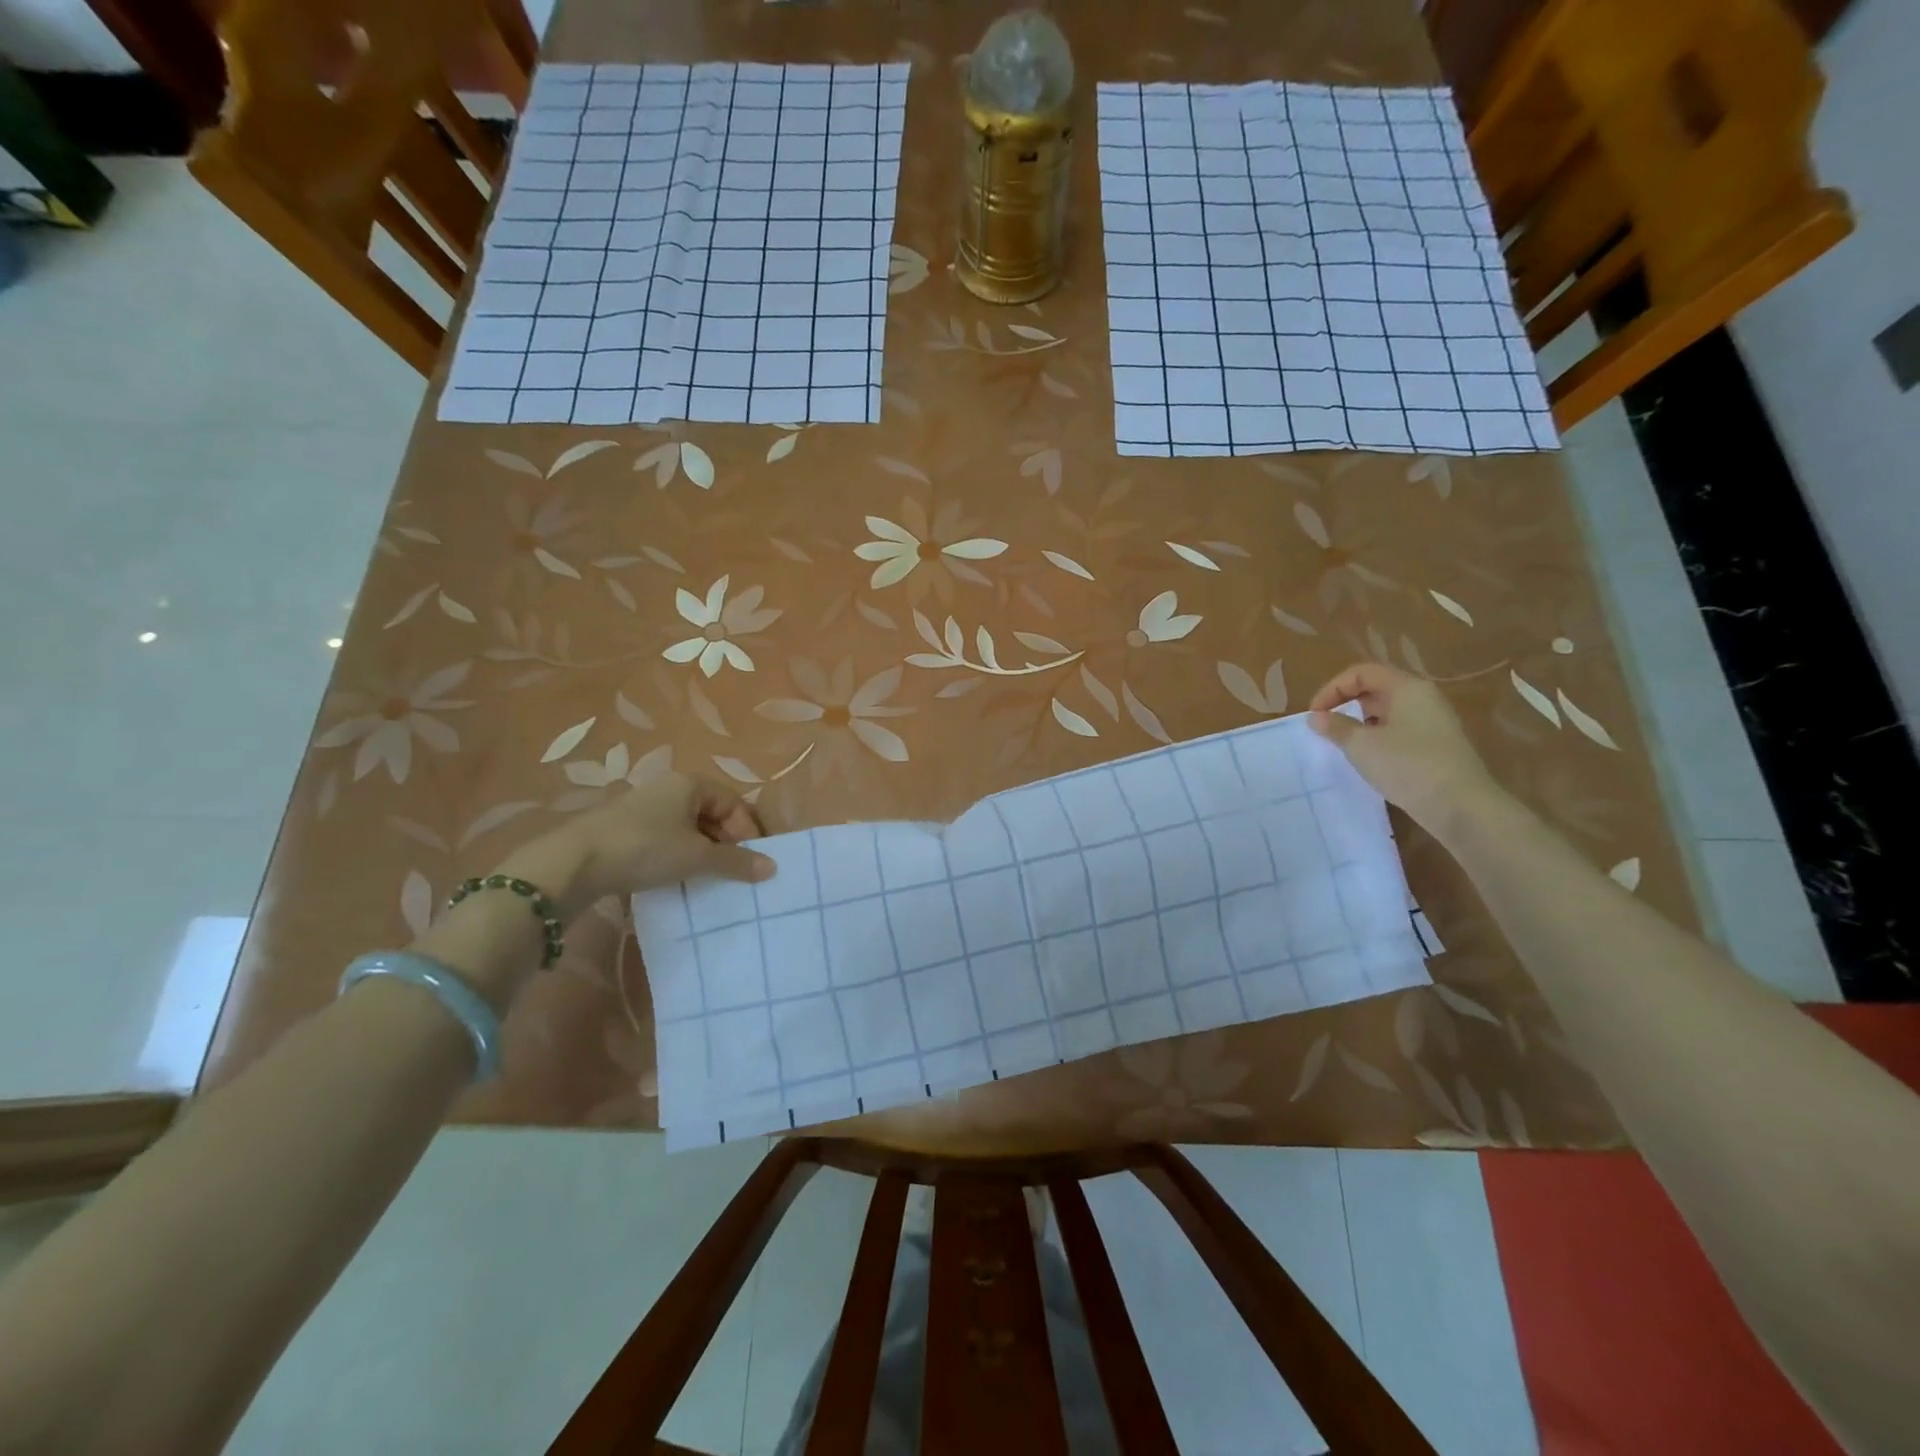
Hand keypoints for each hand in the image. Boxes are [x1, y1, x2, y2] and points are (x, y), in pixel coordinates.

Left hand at [497, 774, 775, 920]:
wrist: (573, 862)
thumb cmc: (644, 848)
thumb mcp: (696, 857)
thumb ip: (736, 862)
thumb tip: (772, 868)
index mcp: (690, 784)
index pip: (734, 803)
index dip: (748, 831)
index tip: (753, 861)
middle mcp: (668, 788)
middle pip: (712, 814)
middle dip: (727, 843)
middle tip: (734, 872)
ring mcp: (644, 808)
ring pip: (689, 828)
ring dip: (703, 852)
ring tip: (708, 879)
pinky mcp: (625, 829)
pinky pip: (666, 839)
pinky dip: (679, 856)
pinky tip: (677, 878)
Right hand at [1307, 663, 1502, 837]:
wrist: (1461, 807)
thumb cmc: (1408, 766)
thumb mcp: (1362, 746)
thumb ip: (1336, 727)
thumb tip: (1316, 717)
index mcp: (1407, 688)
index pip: (1361, 673)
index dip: (1333, 689)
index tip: (1315, 715)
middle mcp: (1423, 698)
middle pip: (1375, 689)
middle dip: (1345, 705)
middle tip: (1325, 729)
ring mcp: (1433, 722)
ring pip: (1387, 712)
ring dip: (1360, 724)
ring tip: (1342, 745)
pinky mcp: (1436, 745)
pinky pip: (1399, 731)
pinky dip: (1377, 738)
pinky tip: (1368, 760)